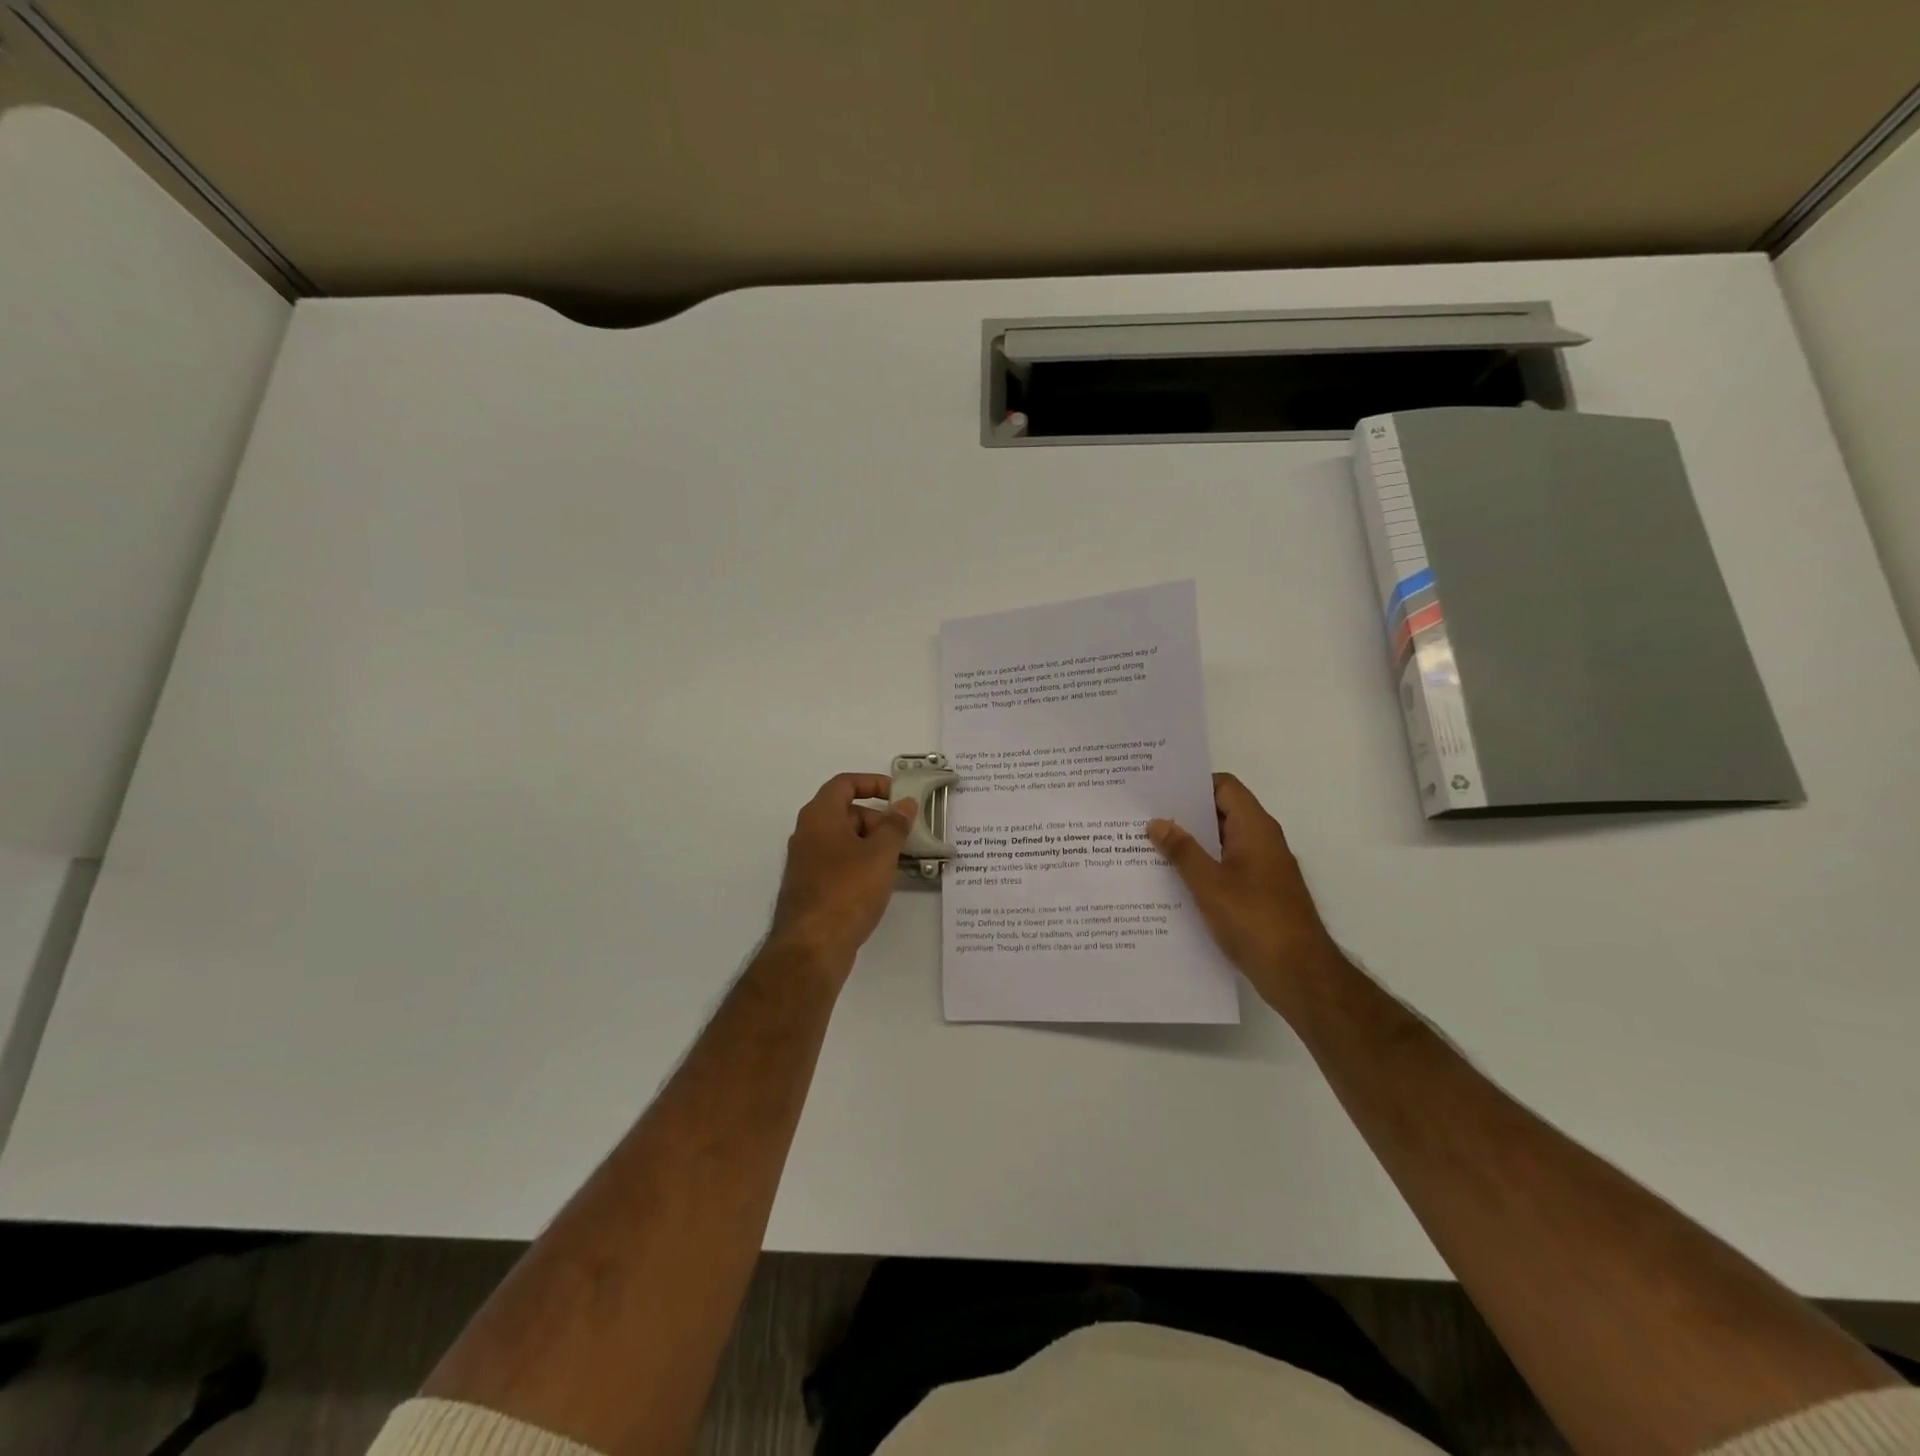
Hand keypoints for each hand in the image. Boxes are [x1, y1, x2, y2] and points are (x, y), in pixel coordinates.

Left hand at [769, 773, 916, 974]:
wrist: (812, 946)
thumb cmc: (847, 890)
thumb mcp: (880, 854)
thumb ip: (895, 825)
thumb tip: (905, 804)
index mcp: (819, 816)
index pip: (844, 784)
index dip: (872, 783)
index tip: (898, 796)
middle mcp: (807, 833)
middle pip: (845, 812)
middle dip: (877, 819)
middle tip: (903, 836)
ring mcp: (806, 862)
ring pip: (843, 840)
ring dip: (871, 844)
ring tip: (898, 861)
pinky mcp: (810, 886)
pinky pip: (839, 863)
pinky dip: (860, 864)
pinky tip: (880, 882)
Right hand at [1147, 773, 1343, 1009]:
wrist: (1299, 974)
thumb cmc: (1254, 920)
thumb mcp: (1209, 884)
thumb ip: (1182, 850)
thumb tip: (1157, 822)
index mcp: (1254, 828)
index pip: (1224, 787)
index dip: (1192, 783)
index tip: (1158, 789)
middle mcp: (1261, 841)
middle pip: (1220, 813)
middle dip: (1184, 814)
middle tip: (1143, 817)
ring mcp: (1262, 869)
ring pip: (1220, 843)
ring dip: (1190, 844)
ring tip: (1147, 846)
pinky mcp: (1258, 894)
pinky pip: (1225, 868)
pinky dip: (1201, 868)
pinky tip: (1171, 881)